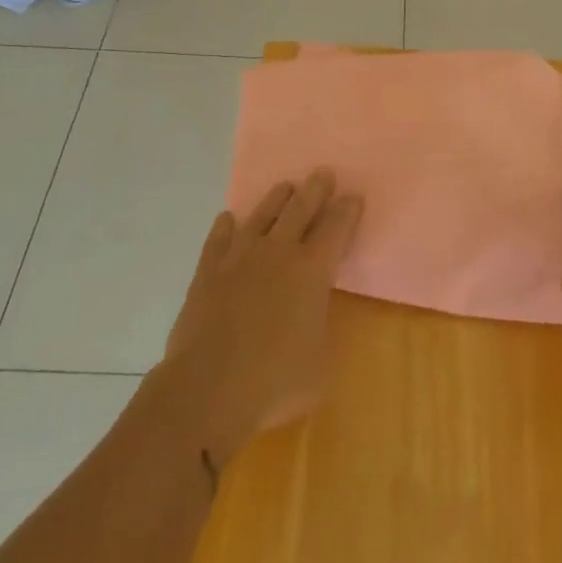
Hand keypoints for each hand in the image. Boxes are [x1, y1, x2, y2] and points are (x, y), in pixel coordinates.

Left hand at [164, 169, 361, 458]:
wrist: (208, 389)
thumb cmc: (275, 381)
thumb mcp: (321, 364)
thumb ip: (321, 330)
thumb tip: (315, 318)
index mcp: (312, 271)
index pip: (336, 229)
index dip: (347, 211)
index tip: (353, 196)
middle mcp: (278, 253)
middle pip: (300, 209)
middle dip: (315, 190)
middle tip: (322, 173)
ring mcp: (239, 259)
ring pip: (261, 216)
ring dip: (276, 199)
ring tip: (284, 186)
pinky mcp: (207, 272)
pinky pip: (218, 240)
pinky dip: (225, 227)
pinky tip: (228, 219)